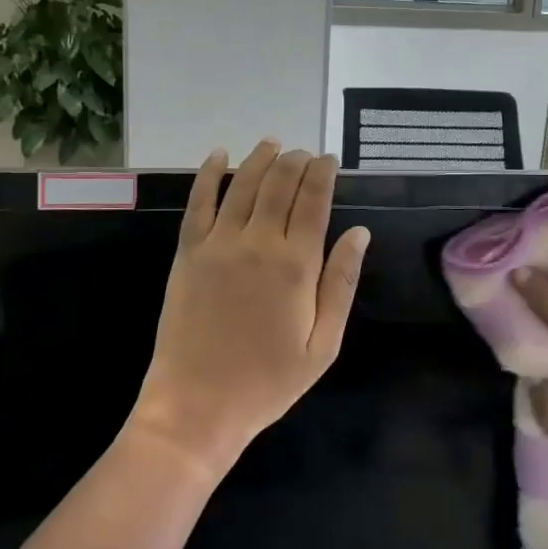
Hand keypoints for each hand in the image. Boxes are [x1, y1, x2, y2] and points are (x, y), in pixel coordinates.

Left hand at [128, 141, 371, 478]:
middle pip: (279, 185)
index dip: (323, 174)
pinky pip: (198, 202)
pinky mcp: (187, 253)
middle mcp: (257, 243)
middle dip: (295, 162)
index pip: (313, 202)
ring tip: (273, 143)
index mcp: (296, 265)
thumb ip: (341, 284)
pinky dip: (209, 174)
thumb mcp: (323, 344)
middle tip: (305, 153)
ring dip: (260, 159)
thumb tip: (359, 233)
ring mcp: (218, 244)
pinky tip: (219, 155)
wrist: (197, 405)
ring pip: (243, 185)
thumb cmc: (268, 382)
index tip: (329, 159)